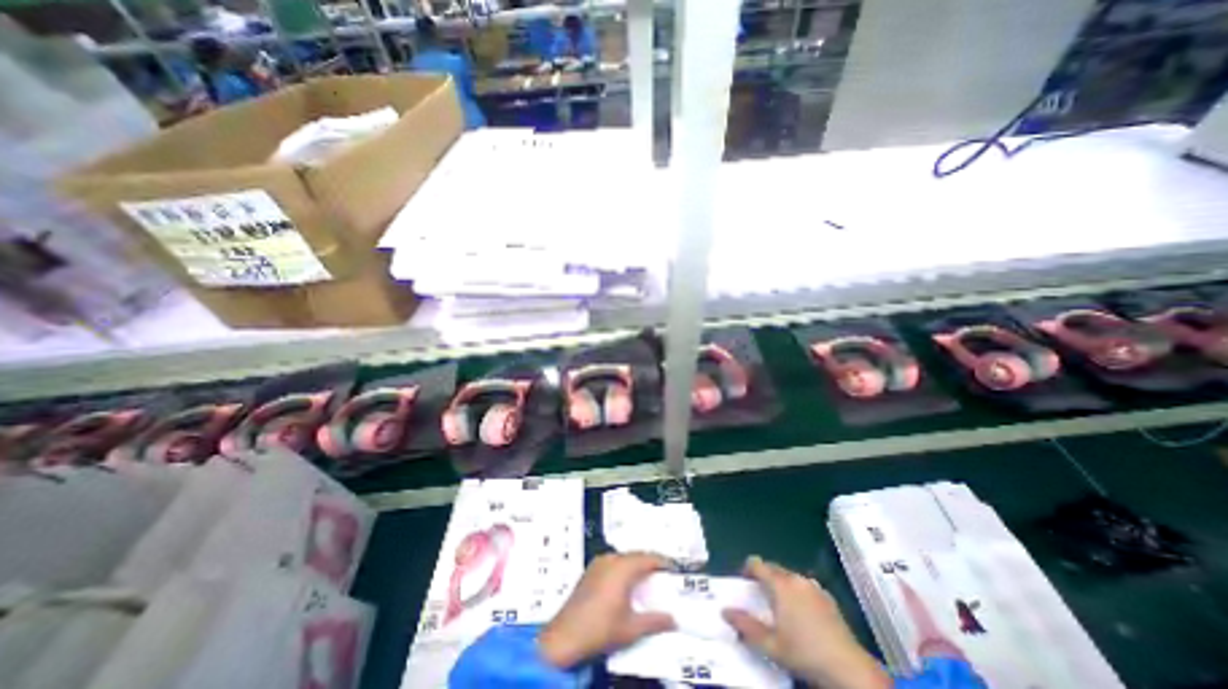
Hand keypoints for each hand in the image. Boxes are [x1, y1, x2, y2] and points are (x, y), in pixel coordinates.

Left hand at [536, 552, 671, 668]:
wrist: (565, 636)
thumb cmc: (601, 629)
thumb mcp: (632, 628)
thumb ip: (654, 621)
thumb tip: (673, 619)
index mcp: (623, 567)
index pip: (648, 558)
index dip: (662, 562)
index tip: (673, 568)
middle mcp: (611, 559)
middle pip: (636, 555)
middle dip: (649, 563)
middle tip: (662, 576)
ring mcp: (598, 563)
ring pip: (623, 558)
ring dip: (635, 565)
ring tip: (645, 580)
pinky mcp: (590, 570)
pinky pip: (612, 563)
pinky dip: (623, 569)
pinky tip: (625, 584)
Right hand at [723, 555, 892, 687]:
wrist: (849, 670)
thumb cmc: (804, 654)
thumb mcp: (770, 644)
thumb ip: (745, 625)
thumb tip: (724, 611)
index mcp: (780, 584)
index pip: (757, 564)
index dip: (747, 569)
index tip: (743, 583)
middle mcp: (796, 578)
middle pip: (773, 568)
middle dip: (763, 577)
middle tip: (759, 597)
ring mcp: (814, 586)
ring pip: (789, 576)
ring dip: (780, 584)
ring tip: (779, 606)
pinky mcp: (828, 597)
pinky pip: (805, 586)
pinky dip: (797, 592)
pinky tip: (801, 614)